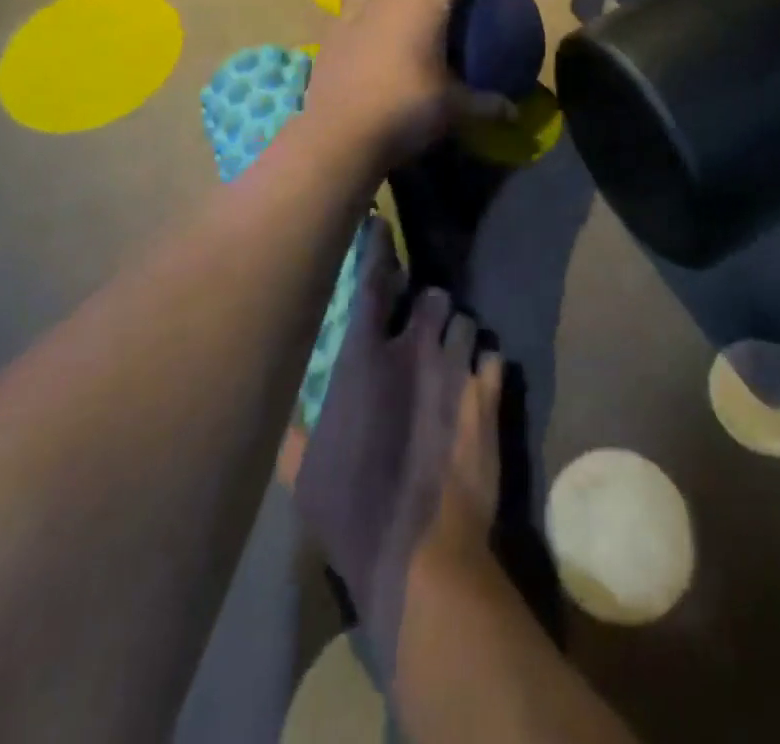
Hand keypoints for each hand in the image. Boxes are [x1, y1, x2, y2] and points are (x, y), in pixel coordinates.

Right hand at [277, 220, 503, 679]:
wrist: (419, 555)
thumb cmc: (350, 510)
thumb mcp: (302, 473)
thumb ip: (294, 430)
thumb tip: (286, 412)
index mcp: (365, 358)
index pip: (374, 282)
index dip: (378, 247)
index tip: (381, 224)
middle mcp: (415, 350)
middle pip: (433, 295)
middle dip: (428, 304)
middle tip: (423, 324)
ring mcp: (456, 371)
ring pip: (466, 322)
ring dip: (457, 333)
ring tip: (452, 353)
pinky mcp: (488, 399)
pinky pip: (493, 359)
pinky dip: (484, 366)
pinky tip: (478, 383)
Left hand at [301, 0, 512, 171]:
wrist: (341, 134)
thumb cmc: (406, 112)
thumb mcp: (453, 110)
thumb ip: (485, 106)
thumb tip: (514, 113)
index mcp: (423, 10)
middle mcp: (386, 3)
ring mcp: (352, 19)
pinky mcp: (328, 40)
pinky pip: (342, 14)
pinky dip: (356, 15)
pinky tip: (362, 35)